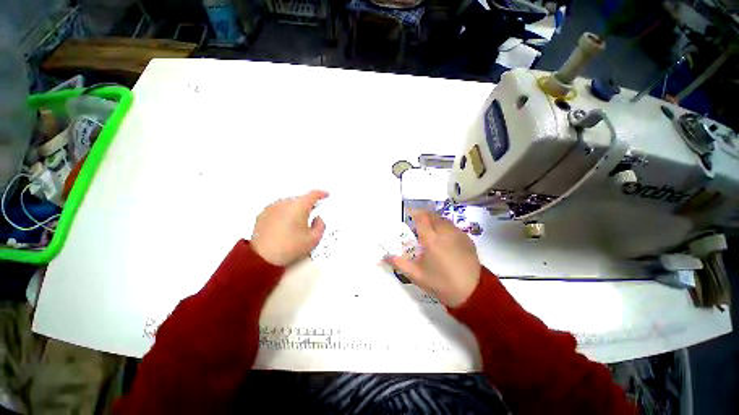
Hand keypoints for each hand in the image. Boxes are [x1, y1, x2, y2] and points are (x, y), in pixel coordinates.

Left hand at [251, 190, 327, 265]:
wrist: (262, 257)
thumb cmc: (290, 247)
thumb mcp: (313, 239)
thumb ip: (321, 225)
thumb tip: (317, 218)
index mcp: (299, 206)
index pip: (313, 194)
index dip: (321, 194)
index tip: (325, 194)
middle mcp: (285, 202)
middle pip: (300, 199)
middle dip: (307, 205)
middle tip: (311, 216)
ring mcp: (272, 207)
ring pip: (289, 204)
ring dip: (295, 210)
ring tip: (296, 224)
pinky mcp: (263, 214)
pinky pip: (278, 210)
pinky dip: (284, 214)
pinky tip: (284, 227)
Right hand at [386, 210, 480, 307]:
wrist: (472, 293)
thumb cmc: (440, 283)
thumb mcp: (416, 275)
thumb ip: (398, 263)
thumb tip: (383, 257)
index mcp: (431, 239)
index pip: (421, 217)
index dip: (414, 212)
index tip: (409, 213)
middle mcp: (445, 232)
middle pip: (433, 215)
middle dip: (424, 215)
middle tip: (417, 223)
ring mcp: (458, 234)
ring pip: (444, 220)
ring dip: (435, 220)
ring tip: (430, 230)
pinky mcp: (467, 239)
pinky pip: (453, 227)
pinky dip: (445, 227)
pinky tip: (444, 239)